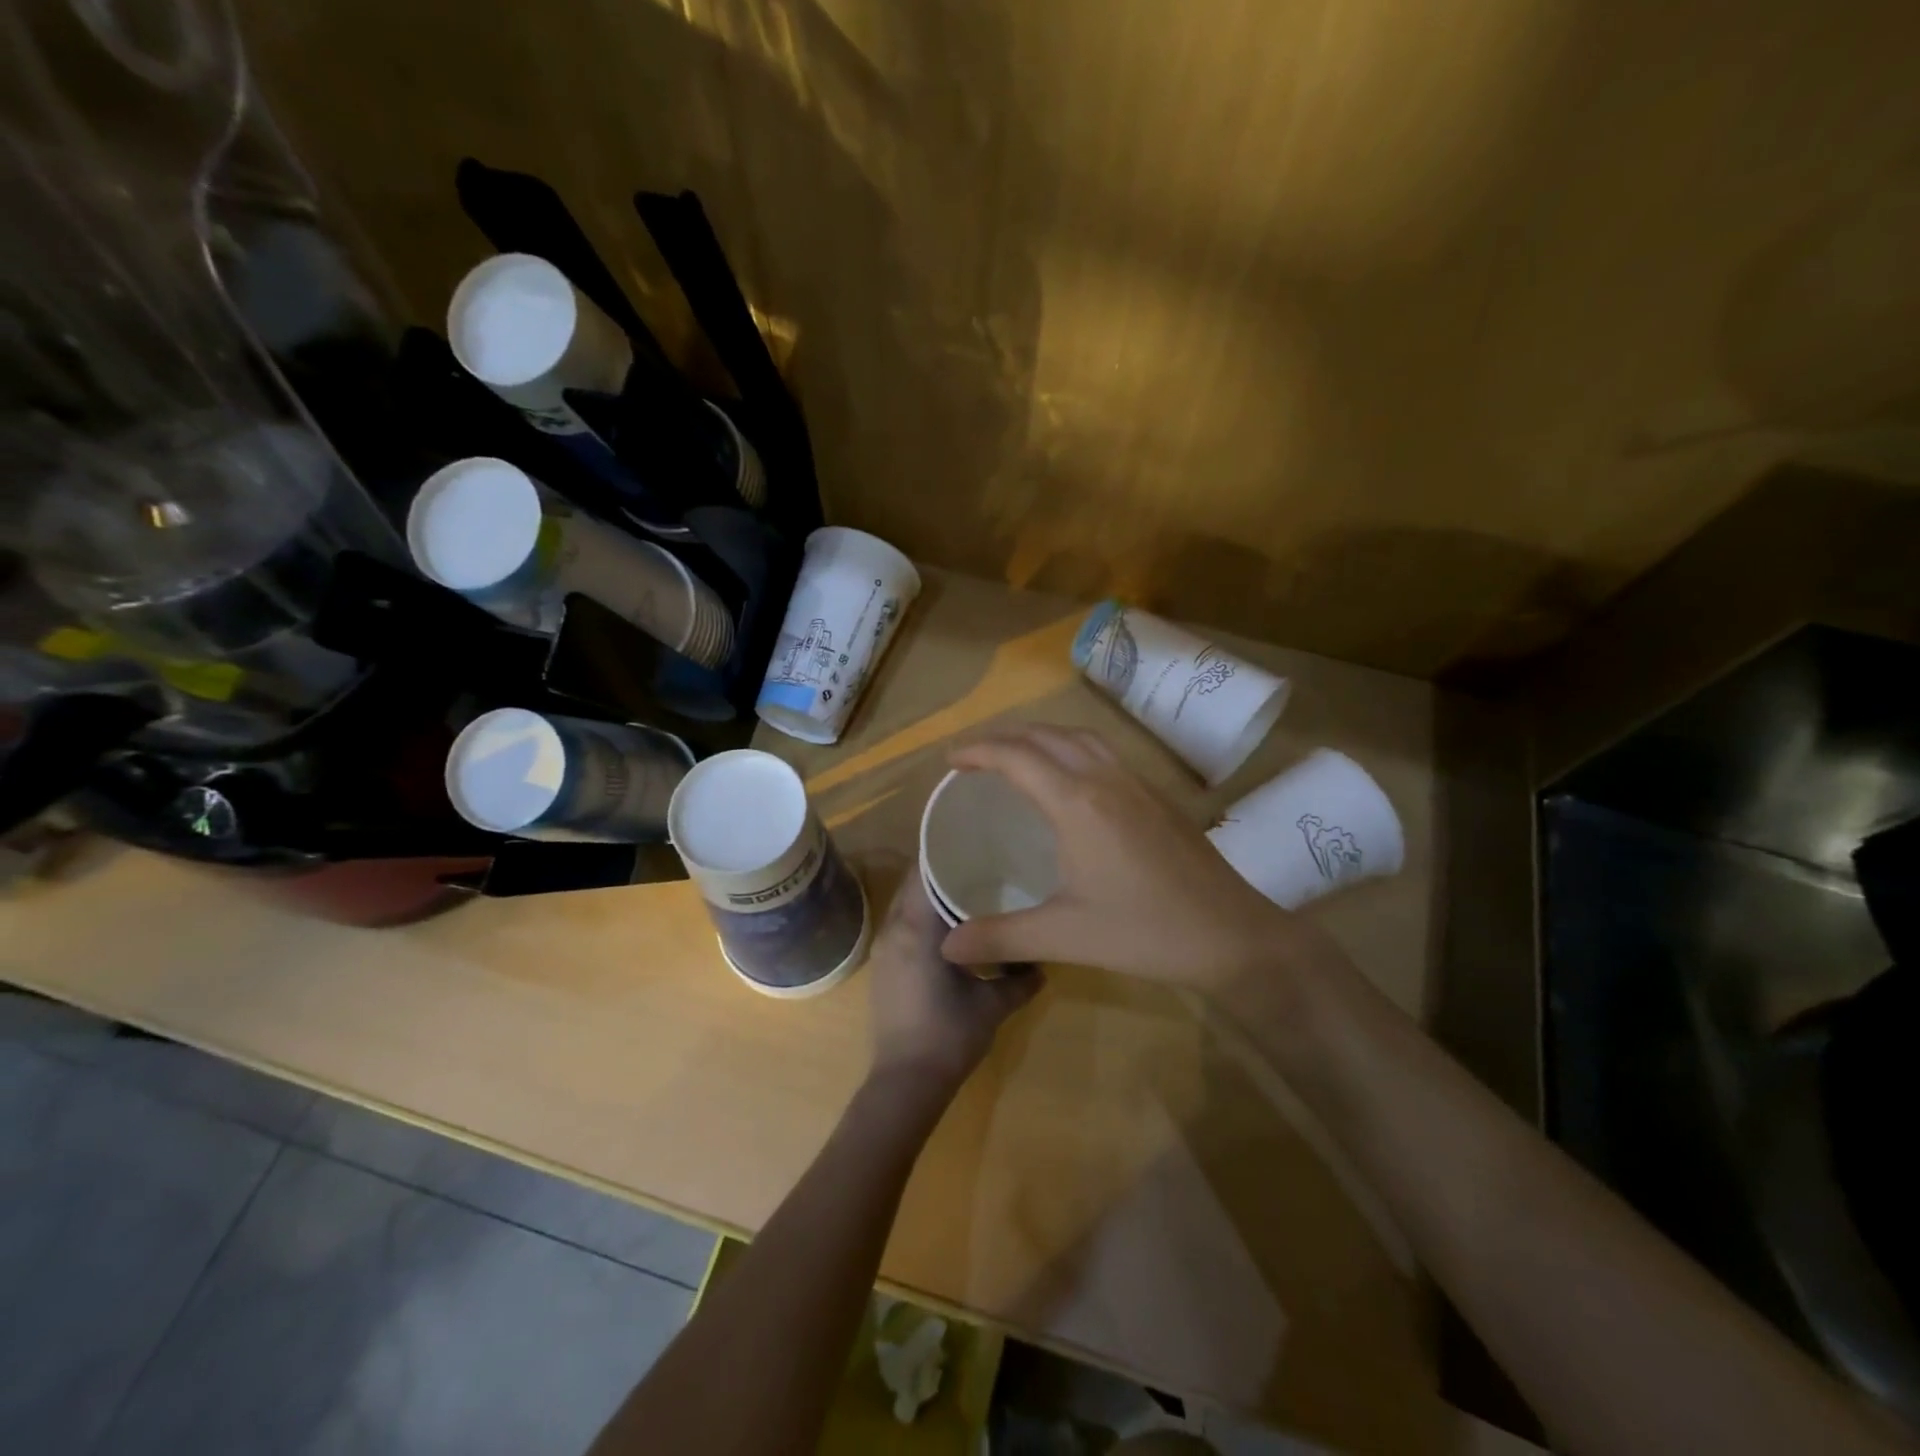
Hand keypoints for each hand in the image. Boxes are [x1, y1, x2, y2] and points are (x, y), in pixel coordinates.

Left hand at [868, 874, 1044, 1096]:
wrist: (905, 1082)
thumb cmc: (949, 1035)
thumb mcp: (993, 1005)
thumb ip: (1021, 980)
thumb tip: (1043, 964)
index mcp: (917, 927)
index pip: (925, 871)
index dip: (947, 853)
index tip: (975, 842)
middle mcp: (894, 929)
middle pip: (914, 883)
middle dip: (943, 870)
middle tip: (981, 863)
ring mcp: (884, 948)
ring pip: (906, 904)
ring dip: (931, 894)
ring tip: (969, 890)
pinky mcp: (883, 966)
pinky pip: (902, 924)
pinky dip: (922, 916)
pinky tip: (950, 927)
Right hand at [938, 725, 1297, 992]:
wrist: (1232, 934)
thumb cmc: (1145, 932)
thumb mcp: (1065, 937)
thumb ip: (1001, 936)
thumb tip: (946, 946)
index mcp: (1077, 802)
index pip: (1016, 757)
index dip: (978, 751)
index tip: (950, 760)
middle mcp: (1105, 778)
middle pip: (1045, 735)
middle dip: (1003, 737)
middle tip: (974, 756)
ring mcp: (1137, 782)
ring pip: (1079, 736)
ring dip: (1040, 736)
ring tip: (1016, 755)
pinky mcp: (1157, 794)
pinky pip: (1104, 750)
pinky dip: (1071, 747)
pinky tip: (1070, 777)